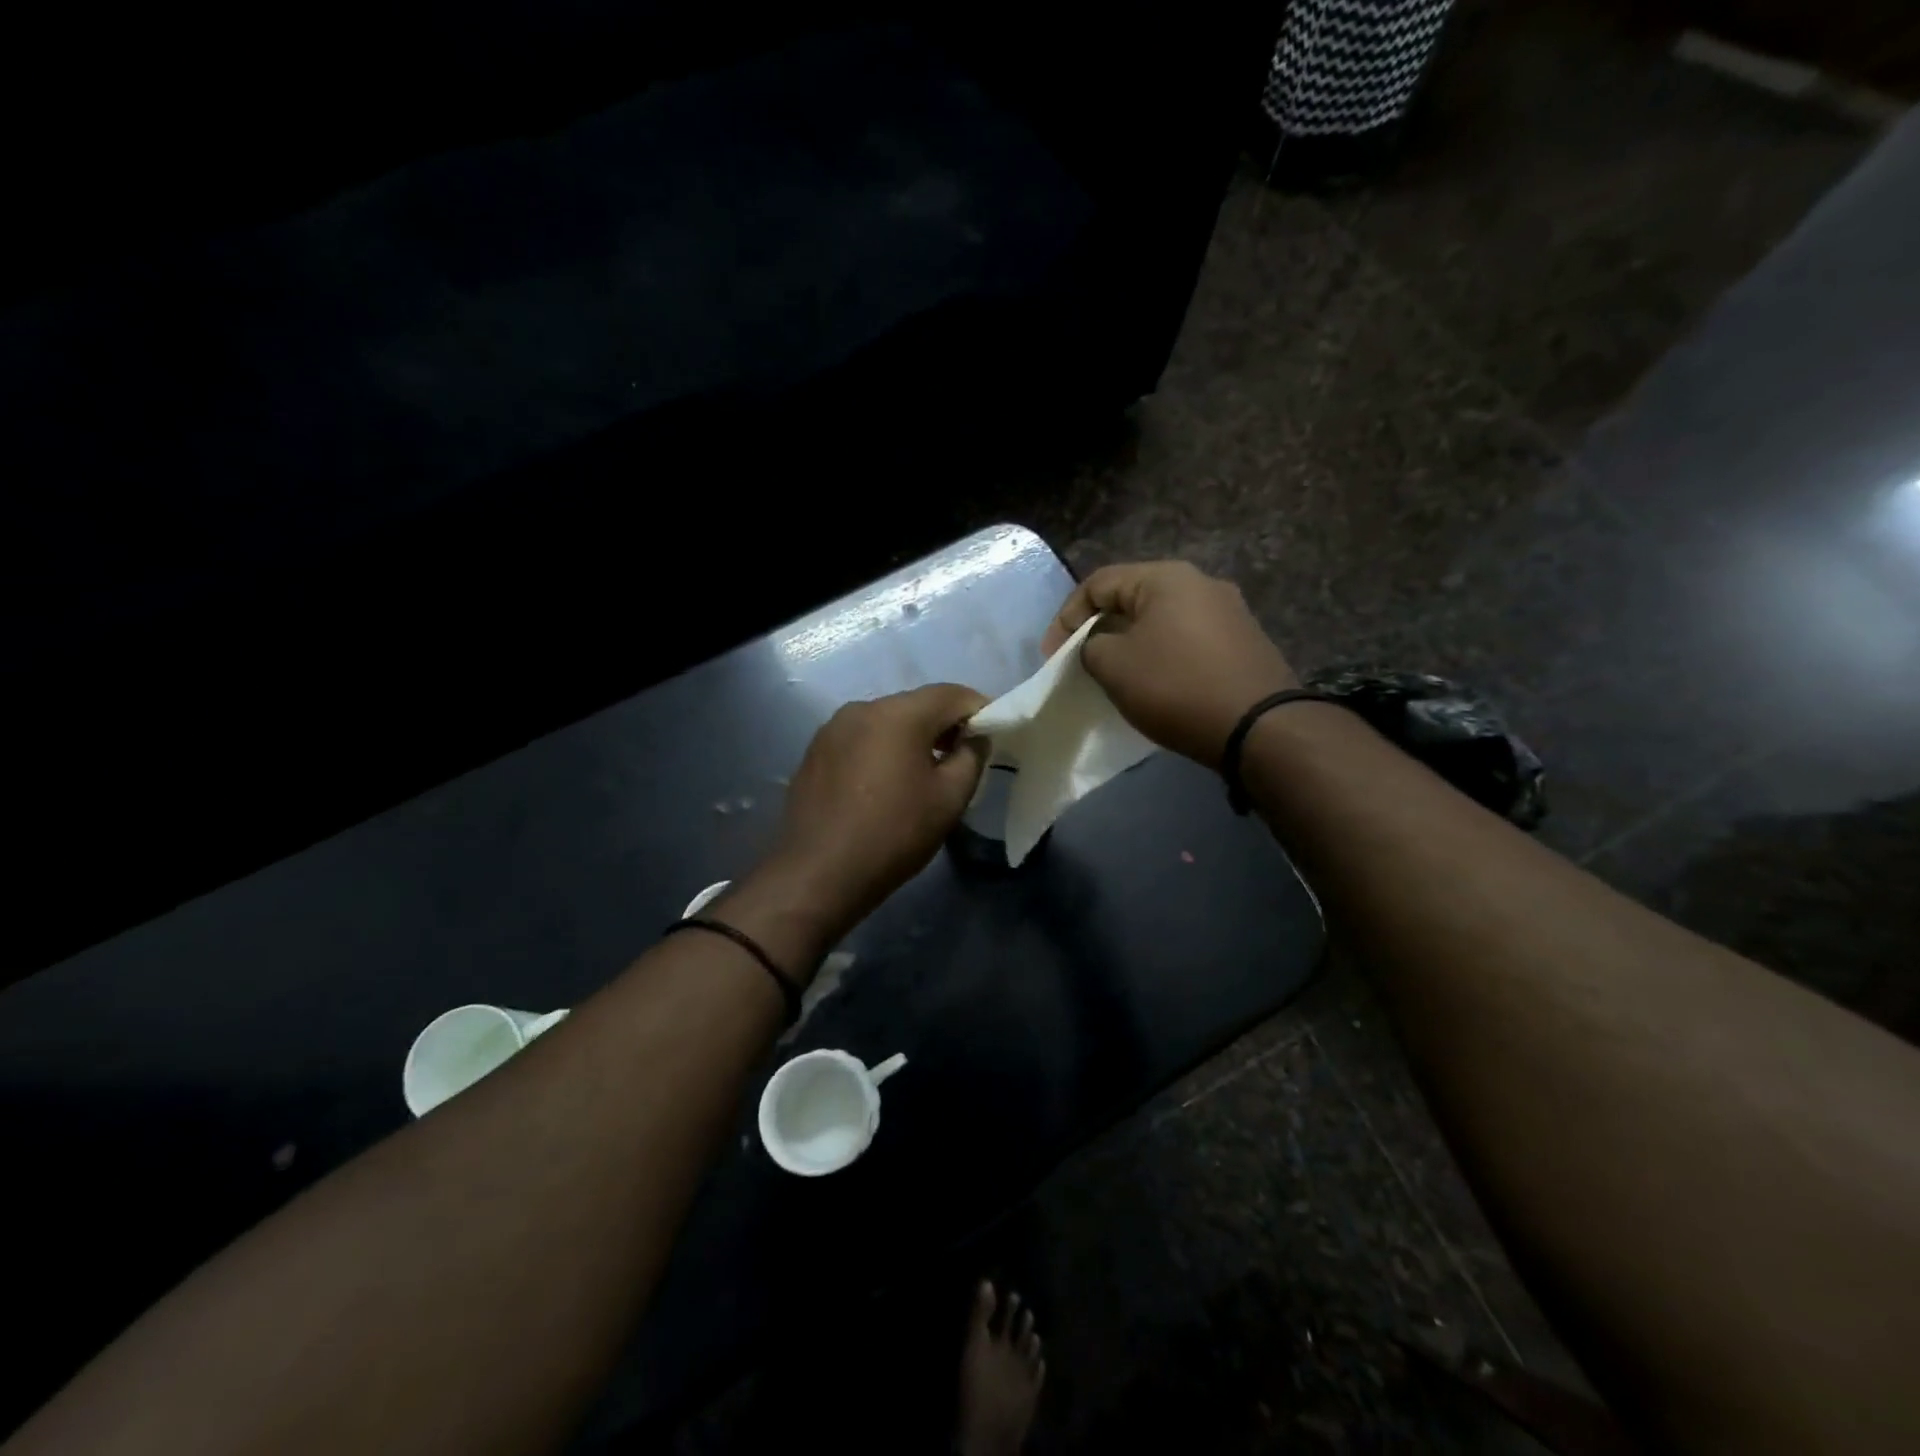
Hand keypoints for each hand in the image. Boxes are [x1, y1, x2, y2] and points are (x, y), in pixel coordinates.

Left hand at [766, 683, 989, 929]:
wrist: (818, 873)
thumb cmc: (893, 834)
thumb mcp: (949, 799)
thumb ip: (971, 757)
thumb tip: (975, 737)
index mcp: (898, 713)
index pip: (952, 694)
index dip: (979, 710)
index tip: (992, 737)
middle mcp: (862, 708)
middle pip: (917, 704)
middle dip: (945, 725)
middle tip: (963, 758)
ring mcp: (832, 729)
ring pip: (887, 721)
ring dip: (912, 738)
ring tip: (924, 774)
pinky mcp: (815, 751)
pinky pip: (861, 739)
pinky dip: (882, 750)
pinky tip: (886, 784)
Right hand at [1043, 561, 1296, 768]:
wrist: (1259, 727)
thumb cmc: (1176, 686)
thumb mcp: (1114, 666)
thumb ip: (1091, 646)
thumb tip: (1100, 646)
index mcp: (1166, 577)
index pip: (1098, 583)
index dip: (1066, 618)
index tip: (1051, 657)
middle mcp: (1201, 582)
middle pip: (1132, 598)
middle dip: (1099, 628)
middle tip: (1080, 662)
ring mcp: (1229, 611)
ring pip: (1161, 620)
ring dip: (1131, 643)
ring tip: (1115, 674)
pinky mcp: (1244, 642)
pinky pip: (1187, 639)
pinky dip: (1162, 655)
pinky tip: (1156, 682)